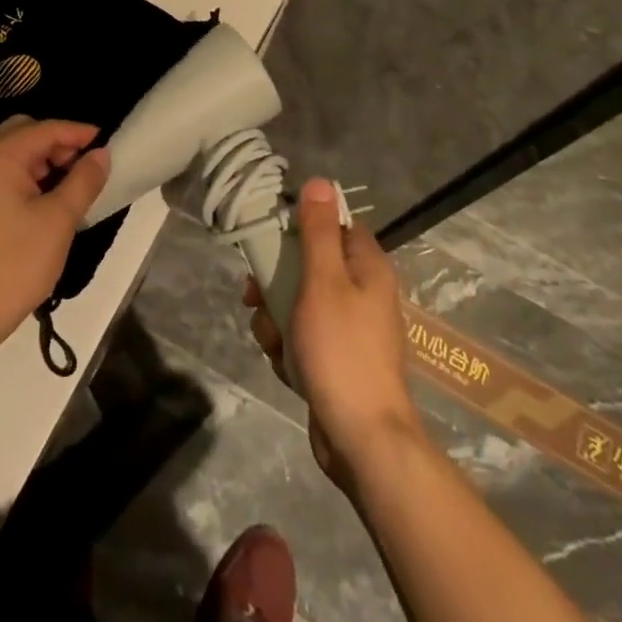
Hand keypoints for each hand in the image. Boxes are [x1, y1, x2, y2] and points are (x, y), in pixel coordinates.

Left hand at [0, 117, 110, 356]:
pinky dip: (24, 179)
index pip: (45, 129)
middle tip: (86, 168)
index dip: (79, 133)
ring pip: (11, 155)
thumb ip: (84, 180)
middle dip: (58, 146)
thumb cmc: (13, 265)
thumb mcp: (58, 220)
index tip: (108, 143)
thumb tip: (101, 154)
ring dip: (42, 163)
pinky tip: (44, 202)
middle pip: (24, 134)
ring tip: (70, 188)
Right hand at [245, 177, 419, 490]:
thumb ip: (318, 231)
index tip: (271, 238)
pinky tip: (284, 365)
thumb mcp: (323, 281)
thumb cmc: (341, 350)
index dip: (300, 226)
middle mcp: (363, 292)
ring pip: (300, 302)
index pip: (332, 224)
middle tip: (255, 295)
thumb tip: (319, 182)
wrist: (362, 440)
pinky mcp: (337, 359)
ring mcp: (350, 328)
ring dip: (277, 317)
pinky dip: (288, 347)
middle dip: (277, 280)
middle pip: (309, 264)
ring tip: (272, 339)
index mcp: (367, 266)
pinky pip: (304, 336)